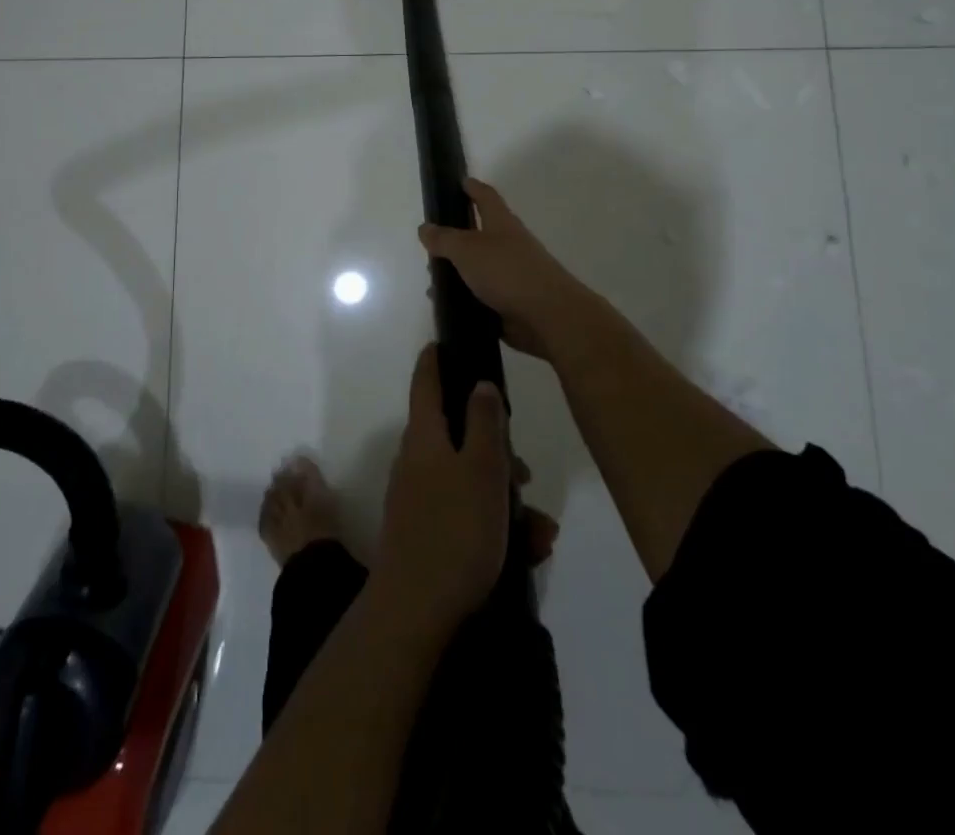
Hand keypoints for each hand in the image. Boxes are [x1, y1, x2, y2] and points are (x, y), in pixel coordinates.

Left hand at [373, 344, 511, 635]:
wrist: (416, 611)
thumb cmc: (455, 530)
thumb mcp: (482, 469)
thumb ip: (484, 422)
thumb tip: (479, 383)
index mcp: (424, 436)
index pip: (425, 381)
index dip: (435, 359)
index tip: (446, 342)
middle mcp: (415, 461)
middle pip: (455, 434)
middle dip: (494, 447)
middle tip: (525, 470)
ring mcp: (417, 498)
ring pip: (466, 479)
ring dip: (503, 495)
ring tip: (539, 528)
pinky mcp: (426, 532)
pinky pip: (464, 513)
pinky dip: (493, 523)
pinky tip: (527, 550)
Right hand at [418, 179, 597, 361]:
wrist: (548, 316)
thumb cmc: (506, 271)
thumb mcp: (467, 249)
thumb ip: (444, 239)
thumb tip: (425, 228)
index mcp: (501, 223)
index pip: (486, 197)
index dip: (472, 188)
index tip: (460, 181)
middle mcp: (509, 245)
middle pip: (480, 235)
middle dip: (456, 239)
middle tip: (431, 246)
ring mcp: (512, 275)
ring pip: (478, 268)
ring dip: (457, 273)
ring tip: (433, 283)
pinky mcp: (512, 302)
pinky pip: (481, 296)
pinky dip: (464, 298)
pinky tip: (447, 306)